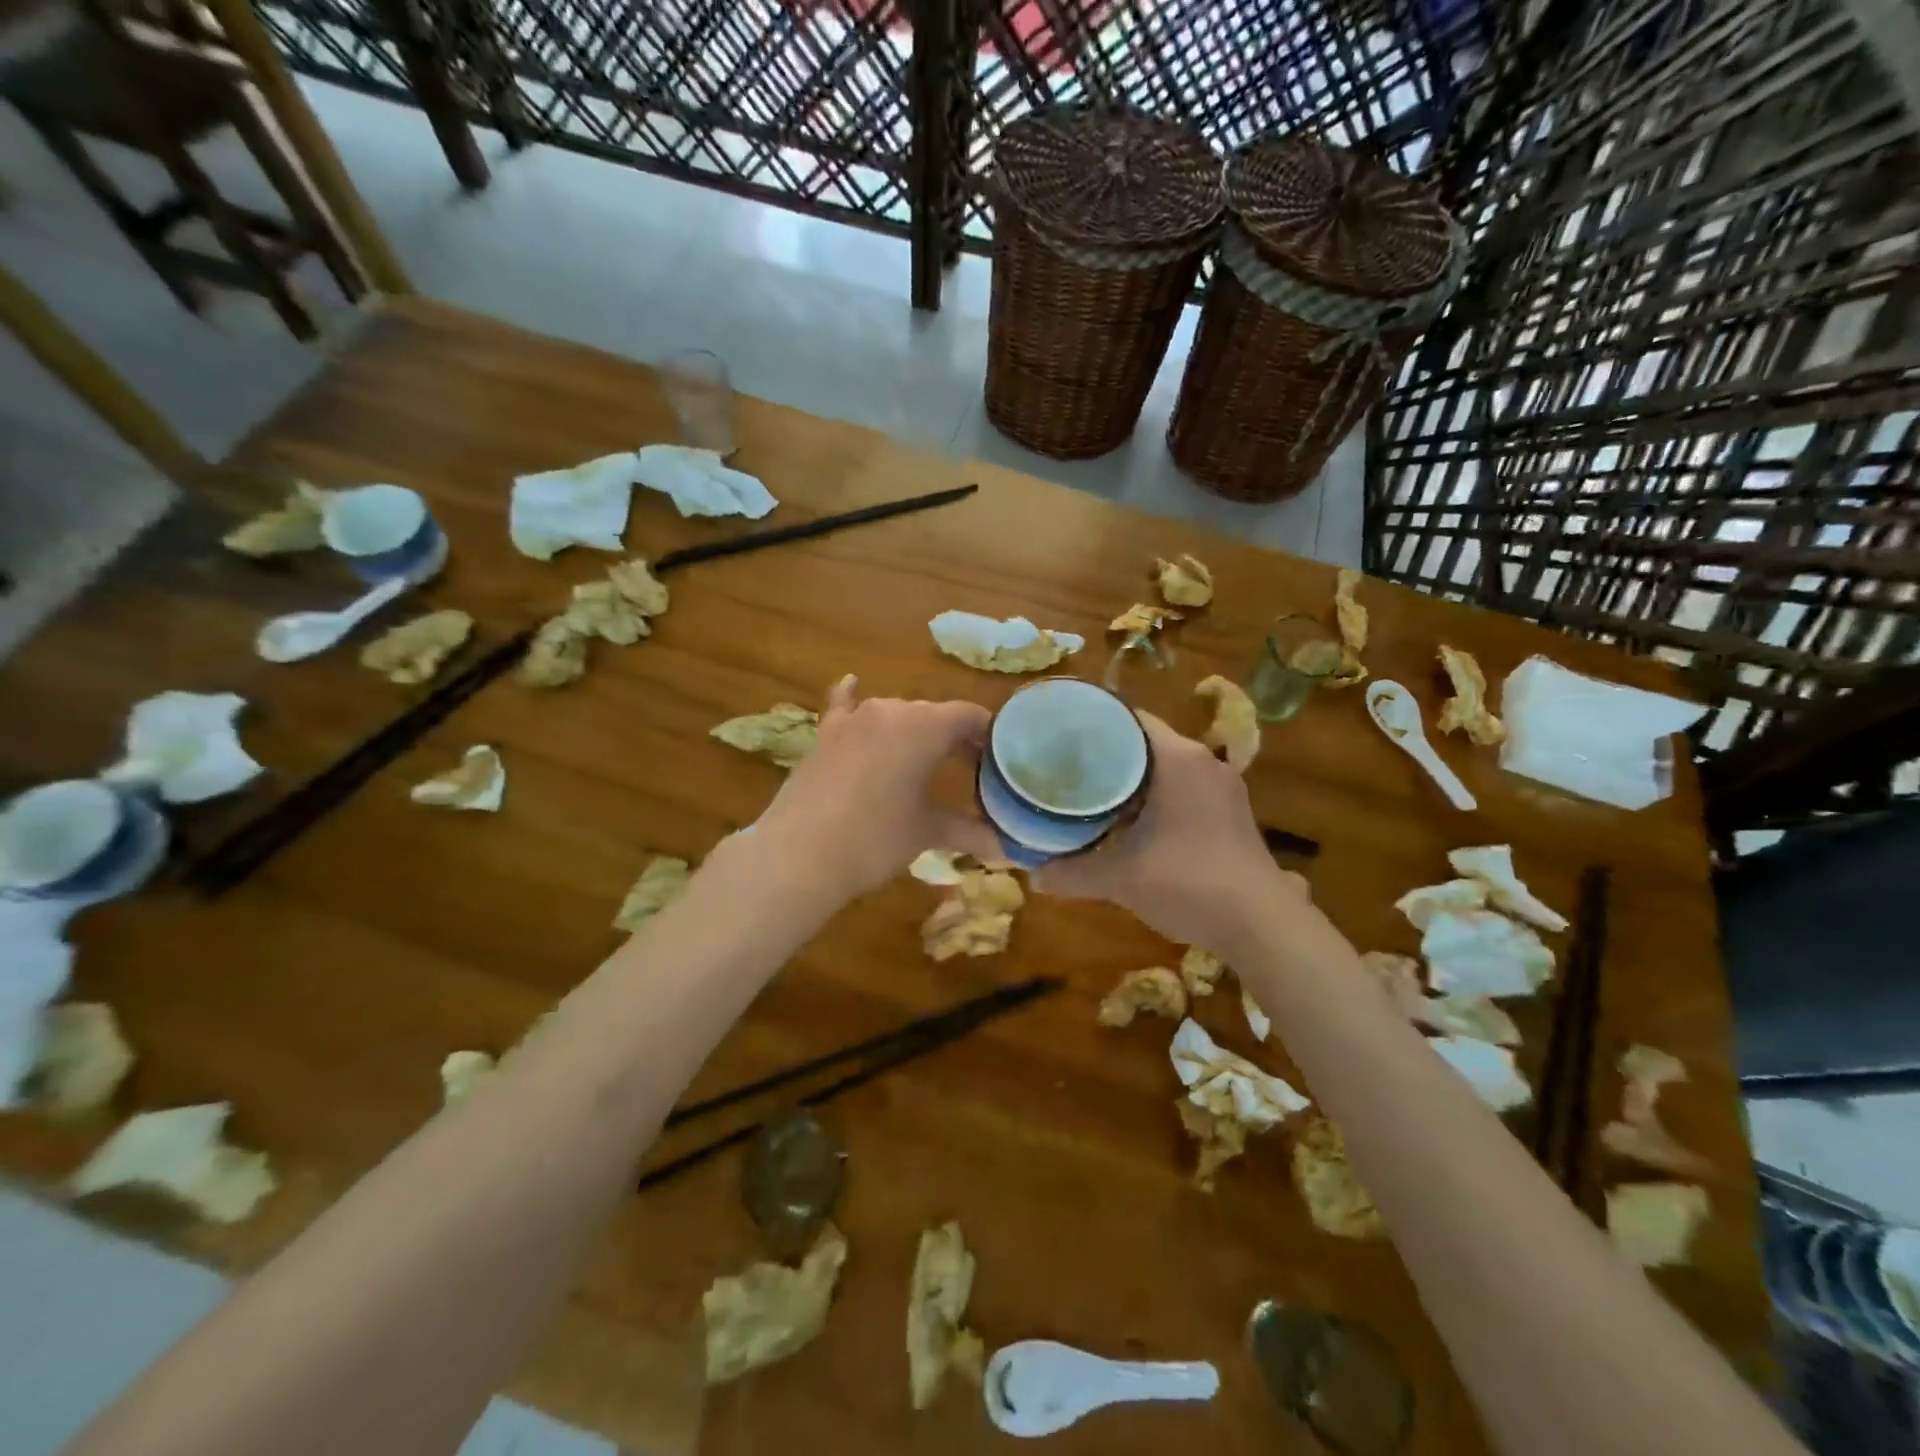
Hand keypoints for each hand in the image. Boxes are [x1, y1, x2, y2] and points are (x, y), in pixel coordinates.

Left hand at [750, 675, 1000, 902]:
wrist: (799, 855)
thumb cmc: (875, 840)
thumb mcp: (927, 833)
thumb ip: (970, 832)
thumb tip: (1005, 849)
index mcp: (925, 727)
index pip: (969, 715)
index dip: (988, 735)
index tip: (998, 759)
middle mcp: (891, 710)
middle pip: (934, 715)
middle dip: (954, 738)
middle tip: (969, 769)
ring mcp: (853, 718)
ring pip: (896, 714)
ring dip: (914, 732)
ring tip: (924, 760)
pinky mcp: (825, 733)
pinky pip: (845, 706)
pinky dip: (854, 699)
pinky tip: (853, 685)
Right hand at [1033, 712, 1308, 956]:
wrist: (1262, 925)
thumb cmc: (1188, 883)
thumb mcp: (1121, 879)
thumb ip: (1073, 873)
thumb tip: (1034, 877)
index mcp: (1178, 759)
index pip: (1129, 719)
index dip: (1093, 725)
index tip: (1060, 738)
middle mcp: (1204, 762)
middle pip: (1146, 742)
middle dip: (1109, 755)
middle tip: (1067, 768)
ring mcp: (1223, 788)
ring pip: (1167, 767)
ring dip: (1134, 779)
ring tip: (1094, 793)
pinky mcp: (1232, 813)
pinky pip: (1185, 789)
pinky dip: (1157, 797)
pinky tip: (1134, 822)